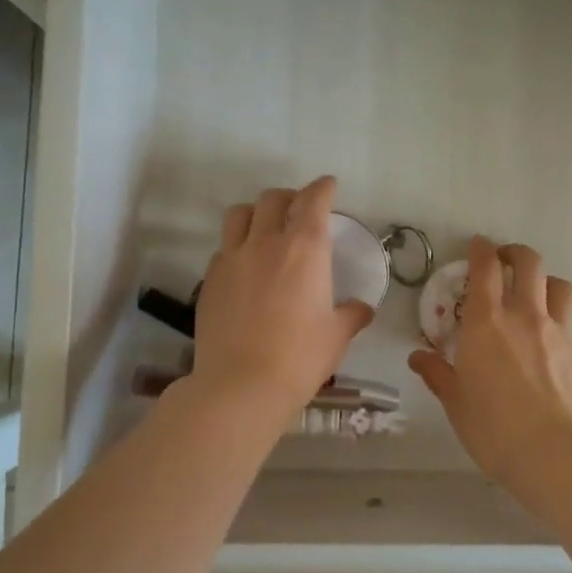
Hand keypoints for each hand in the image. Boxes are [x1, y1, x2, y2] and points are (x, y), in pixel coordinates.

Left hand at [191, 177, 375, 417]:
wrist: (241, 386)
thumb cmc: (300, 357)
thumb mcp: (337, 336)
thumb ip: (351, 315)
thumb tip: (361, 309)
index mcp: (305, 249)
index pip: (313, 201)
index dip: (322, 188)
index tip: (328, 186)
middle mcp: (266, 243)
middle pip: (272, 199)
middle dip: (289, 197)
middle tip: (298, 211)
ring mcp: (232, 259)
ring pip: (239, 214)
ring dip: (256, 213)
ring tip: (265, 228)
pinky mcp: (210, 280)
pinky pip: (223, 248)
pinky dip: (237, 247)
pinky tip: (244, 267)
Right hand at [409, 236, 571, 489]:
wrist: (556, 455)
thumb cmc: (494, 429)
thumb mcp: (456, 403)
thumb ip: (438, 374)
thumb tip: (418, 357)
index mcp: (487, 323)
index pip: (485, 269)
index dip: (481, 251)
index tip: (478, 245)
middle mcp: (525, 317)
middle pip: (529, 264)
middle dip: (516, 254)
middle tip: (506, 262)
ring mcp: (560, 333)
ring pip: (560, 287)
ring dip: (546, 283)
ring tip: (537, 296)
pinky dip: (561, 330)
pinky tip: (553, 351)